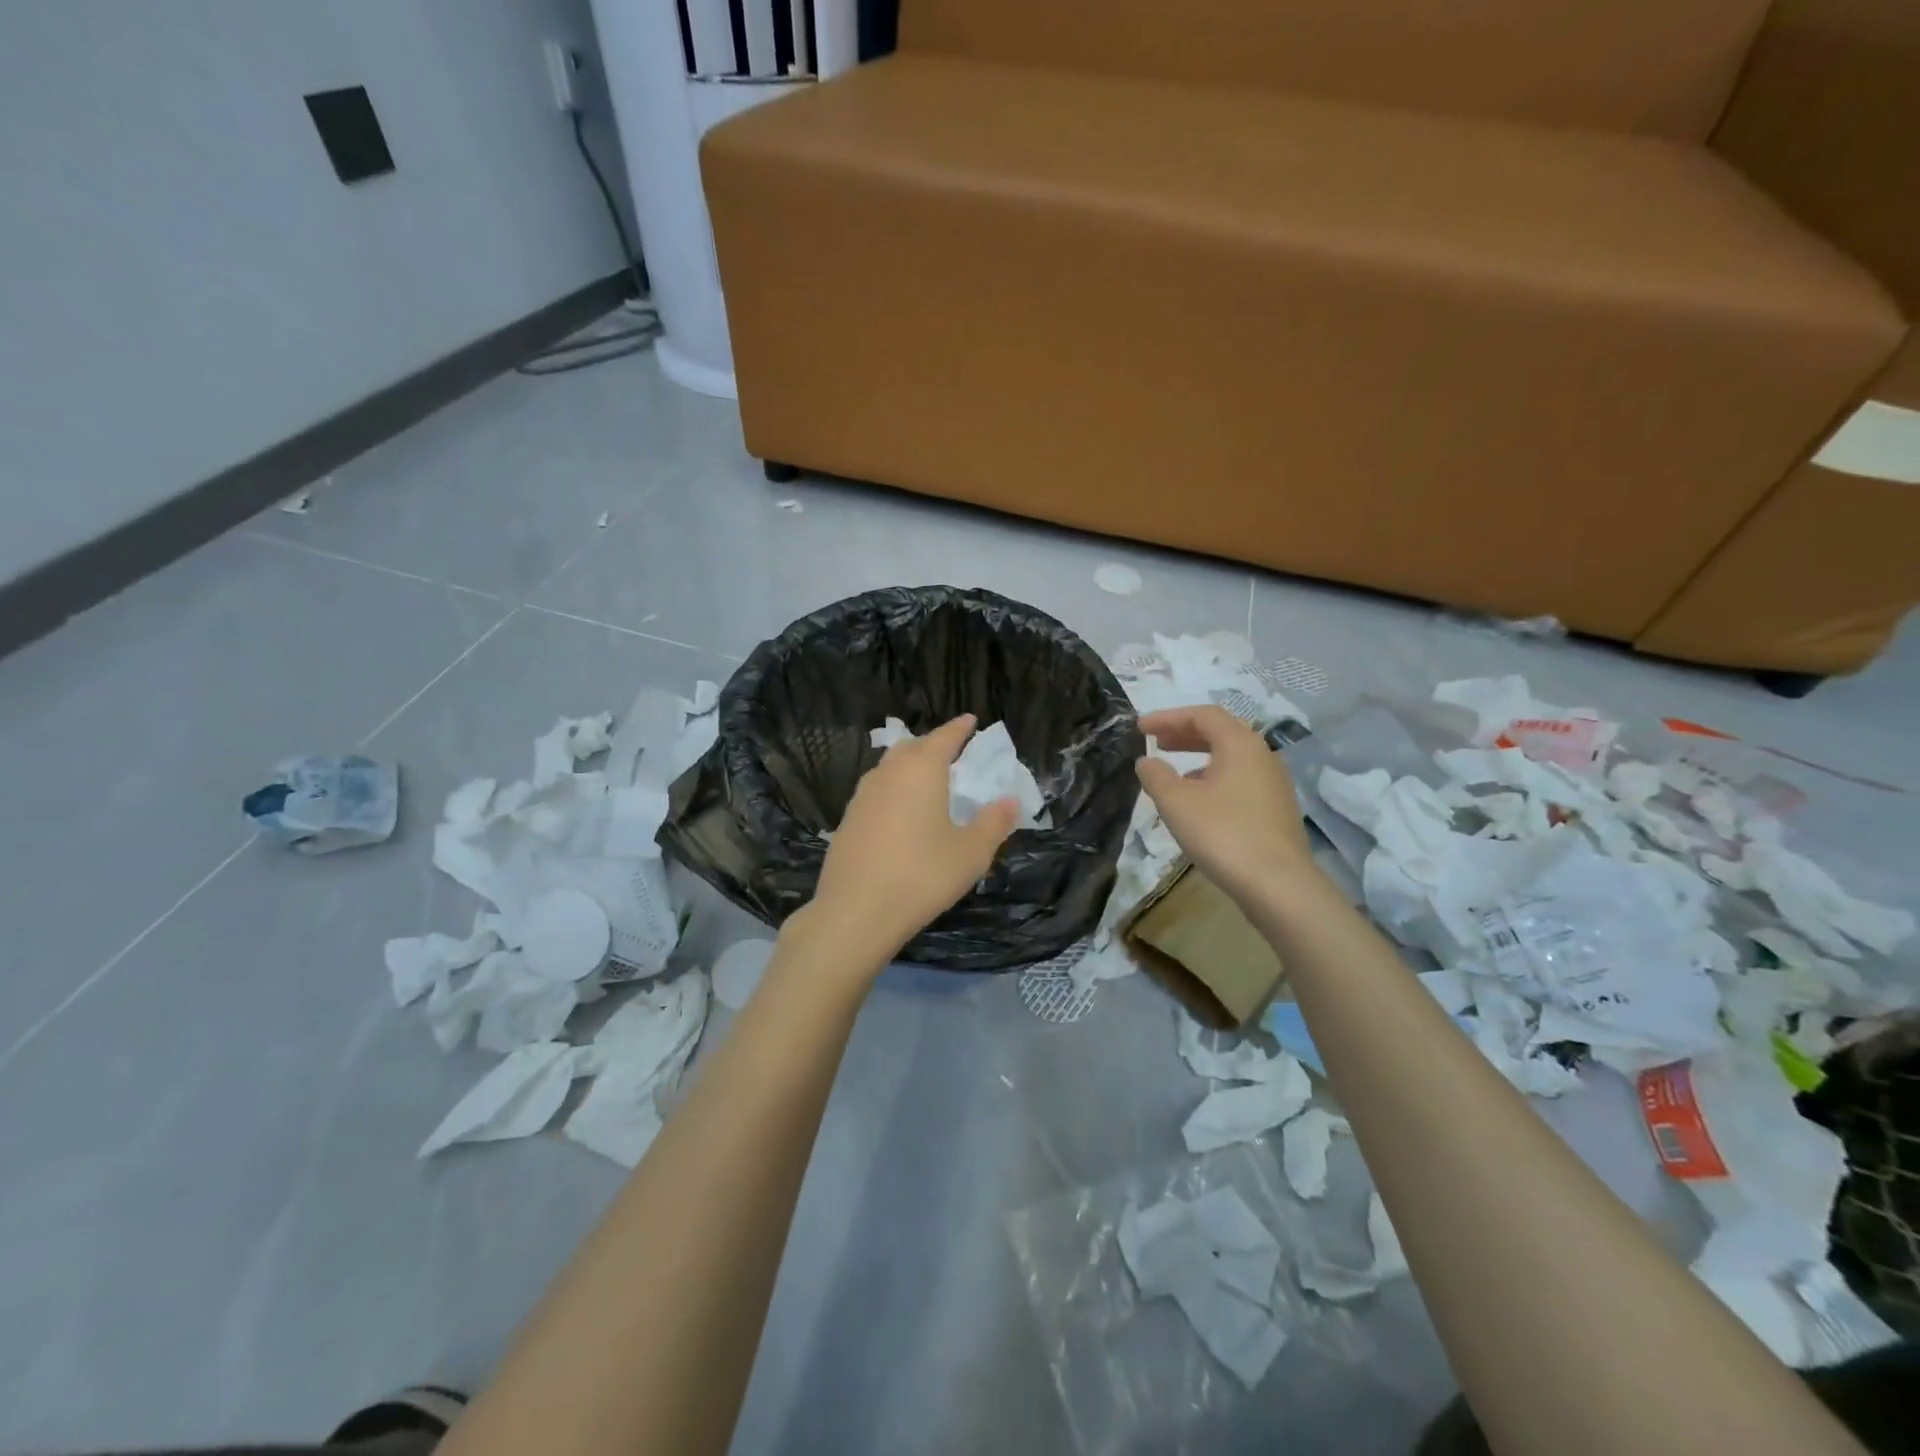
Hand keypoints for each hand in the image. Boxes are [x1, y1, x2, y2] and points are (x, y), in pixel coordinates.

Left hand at [806, 715, 1019, 966]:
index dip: (960, 728)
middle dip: (933, 744)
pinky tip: (899, 812)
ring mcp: (862, 796)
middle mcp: (888, 774)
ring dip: (909, 765)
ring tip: (925, 778)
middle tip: (951, 751)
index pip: (944, 737)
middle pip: (912, 747)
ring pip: (889, 768)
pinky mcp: (847, 821)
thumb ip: (994, 823)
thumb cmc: (922, 875)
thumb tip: (1010, 801)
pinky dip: (893, 790)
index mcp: (921, 770)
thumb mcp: (971, 853)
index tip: (971, 720)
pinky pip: (876, 792)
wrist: (855, 911)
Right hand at [1135, 706, 1314, 907]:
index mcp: (1240, 744)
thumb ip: (1156, 775)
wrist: (1278, 884)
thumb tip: (1147, 761)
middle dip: (1185, 734)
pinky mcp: (1277, 809)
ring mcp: (1274, 783)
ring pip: (1232, 757)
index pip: (1203, 715)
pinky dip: (1214, 778)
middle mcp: (1262, 755)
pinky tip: (1199, 802)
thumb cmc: (1222, 833)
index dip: (1168, 717)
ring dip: (1199, 757)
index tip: (1141, 728)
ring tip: (1173, 773)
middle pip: (1221, 732)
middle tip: (1156, 742)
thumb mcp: (1176, 802)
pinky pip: (1241, 780)